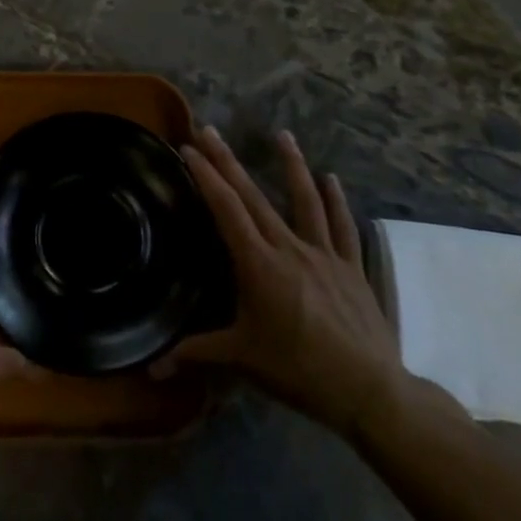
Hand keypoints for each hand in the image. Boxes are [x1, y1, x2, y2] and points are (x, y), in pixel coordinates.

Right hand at [168, 126, 409, 436]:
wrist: (369, 390)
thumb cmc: (299, 370)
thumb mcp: (243, 359)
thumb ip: (197, 353)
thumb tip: (151, 368)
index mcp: (258, 264)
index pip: (226, 210)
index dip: (206, 176)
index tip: (189, 148)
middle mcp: (289, 248)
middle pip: (254, 196)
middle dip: (228, 160)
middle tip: (210, 129)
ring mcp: (324, 254)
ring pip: (305, 200)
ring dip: (291, 165)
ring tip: (282, 135)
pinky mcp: (351, 267)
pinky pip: (342, 227)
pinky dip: (336, 201)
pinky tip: (331, 179)